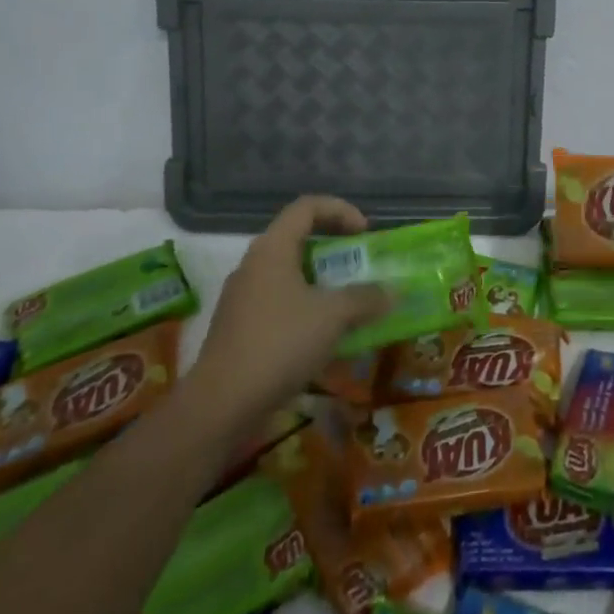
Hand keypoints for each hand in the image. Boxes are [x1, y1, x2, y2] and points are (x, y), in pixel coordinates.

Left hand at [190, 195, 389, 428]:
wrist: (219, 406)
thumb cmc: (279, 344)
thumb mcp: (332, 317)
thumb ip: (366, 299)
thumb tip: (393, 292)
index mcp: (272, 248)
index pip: (307, 206)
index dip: (340, 210)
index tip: (365, 233)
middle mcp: (253, 264)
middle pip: (297, 239)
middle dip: (333, 249)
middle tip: (359, 266)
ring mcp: (242, 297)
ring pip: (288, 274)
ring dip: (320, 282)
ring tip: (346, 303)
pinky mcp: (238, 328)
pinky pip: (278, 303)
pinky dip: (304, 308)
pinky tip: (321, 337)